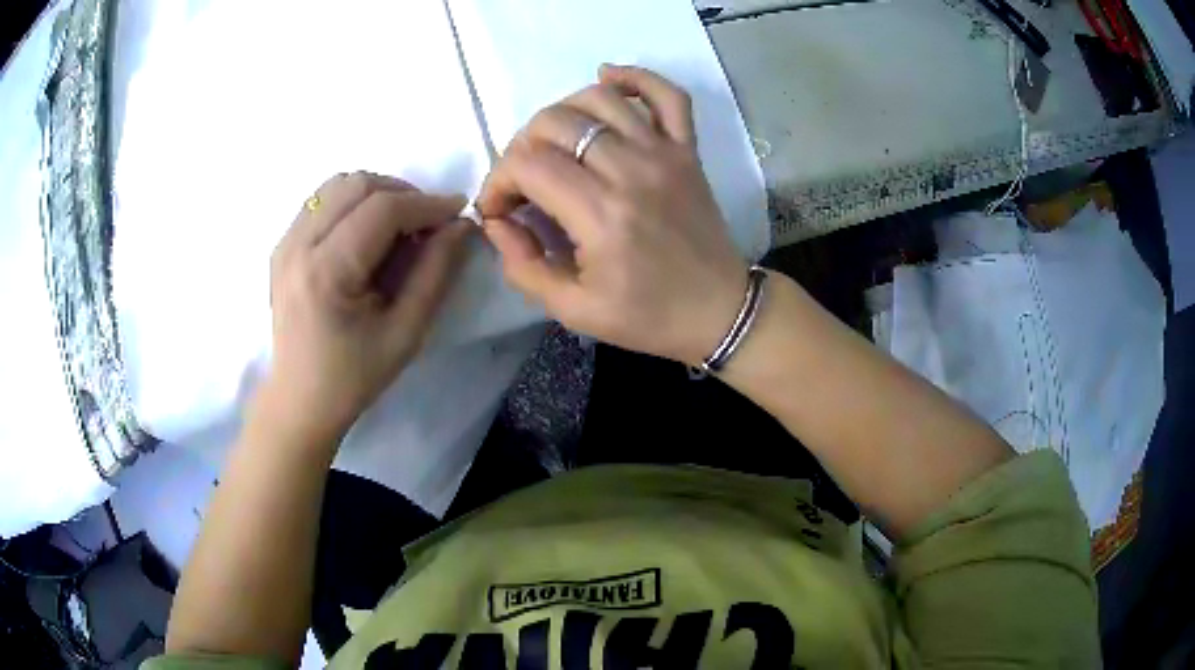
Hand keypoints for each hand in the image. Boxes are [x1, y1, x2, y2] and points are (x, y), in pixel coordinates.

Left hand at [262, 172, 470, 441]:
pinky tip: (368, 234)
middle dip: (403, 193)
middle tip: (428, 222)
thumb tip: (462, 226)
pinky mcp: (282, 246)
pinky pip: (322, 201)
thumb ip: (436, 273)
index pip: (382, 209)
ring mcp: (285, 242)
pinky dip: (353, 203)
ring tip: (400, 225)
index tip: (459, 211)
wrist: (300, 400)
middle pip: (357, 184)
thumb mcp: (406, 333)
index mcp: (326, 272)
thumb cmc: (354, 377)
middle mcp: (298, 245)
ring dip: (377, 193)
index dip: (427, 203)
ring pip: (338, 184)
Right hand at [478, 65, 748, 365]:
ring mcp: (664, 153)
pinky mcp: (687, 149)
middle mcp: (630, 171)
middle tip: (525, 180)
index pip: (526, 165)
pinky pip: (666, 94)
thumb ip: (523, 266)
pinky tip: (606, 79)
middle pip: (554, 123)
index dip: (498, 181)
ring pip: (599, 98)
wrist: (719, 311)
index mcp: (600, 216)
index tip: (500, 208)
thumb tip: (497, 221)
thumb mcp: (573, 310)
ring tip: (554, 143)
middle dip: (521, 147)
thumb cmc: (647, 316)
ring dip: (562, 112)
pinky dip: (634, 77)